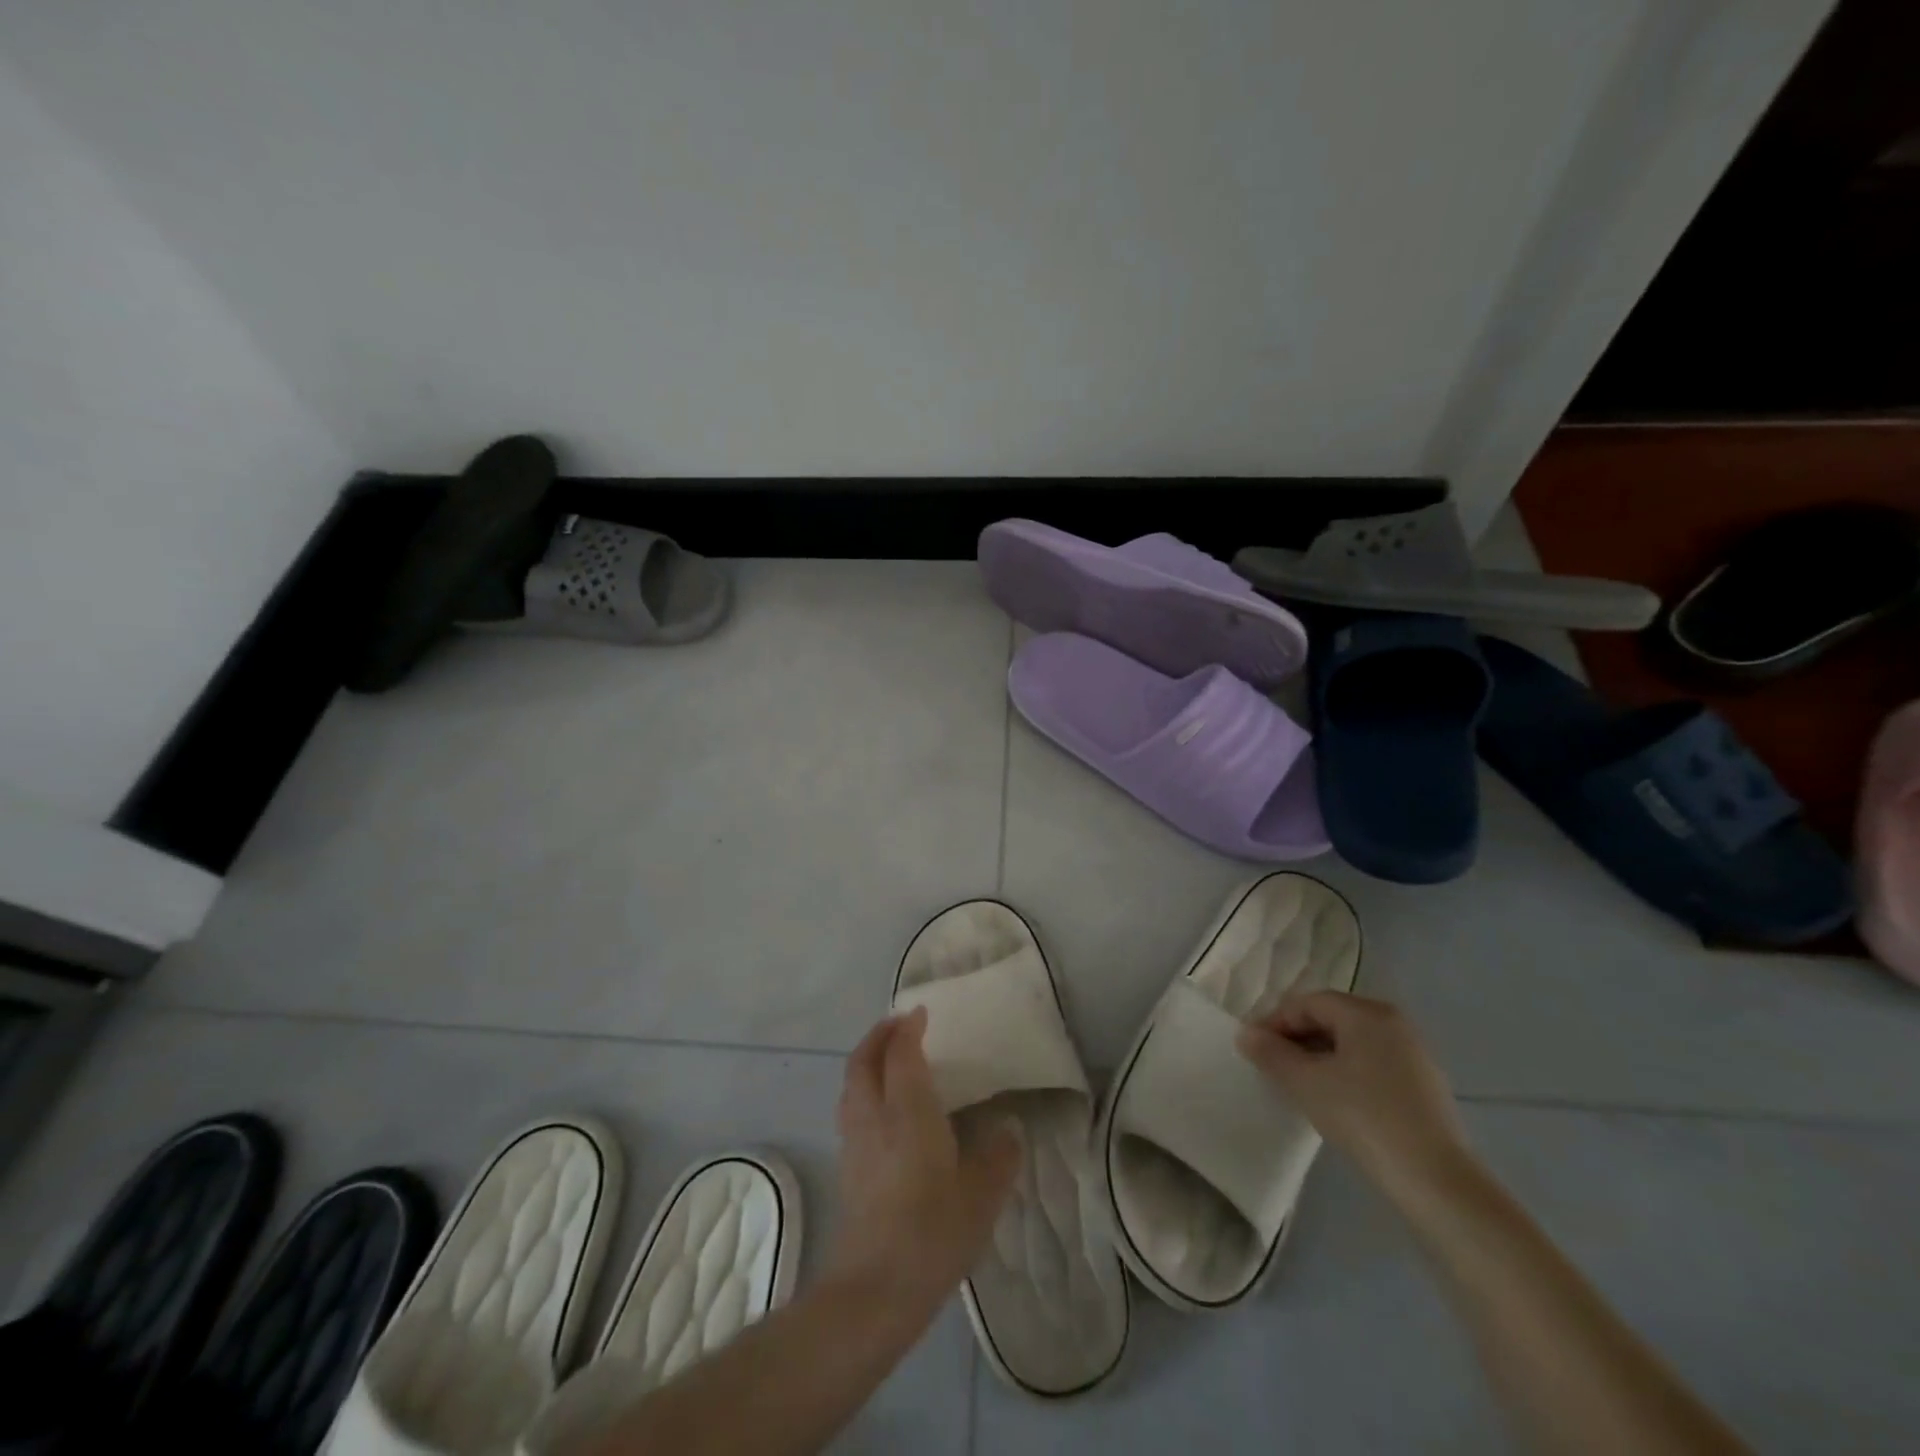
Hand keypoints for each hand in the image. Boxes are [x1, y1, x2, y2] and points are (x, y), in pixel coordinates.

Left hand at [828, 1009, 1020, 1313]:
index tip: (921, 1014)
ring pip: (851, 1084)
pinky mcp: (847, 1167)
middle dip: (878, 1035)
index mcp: (907, 1109)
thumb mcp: (982, 1195)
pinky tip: (883, 1110)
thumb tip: (1010, 1130)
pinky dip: (863, 1090)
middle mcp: (874, 1114)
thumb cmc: (932, 1231)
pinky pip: (851, 1109)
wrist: (875, 1289)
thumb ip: (999, 1156)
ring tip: (888, 1060)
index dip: (908, 1028)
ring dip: (866, 1061)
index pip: (901, 1052)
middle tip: (898, 1025)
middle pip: (863, 1060)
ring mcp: (854, 1141)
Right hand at [1236, 990, 1471, 1205]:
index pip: (1308, 1003)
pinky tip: (1334, 1102)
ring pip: (1352, 1044)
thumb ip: (1271, 1053)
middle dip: (1297, 1039)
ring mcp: (1414, 1055)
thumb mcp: (1306, 1083)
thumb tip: (1245, 1034)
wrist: (1436, 1182)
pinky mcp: (1424, 1086)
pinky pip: (1372, 1065)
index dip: (1275, 1022)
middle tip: (1272, 1066)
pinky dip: (1346, 1073)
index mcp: (1367, 1013)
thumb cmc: (1364, 1117)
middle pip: (1331, 1019)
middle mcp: (1394, 1023)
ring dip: (1319, 1057)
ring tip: (1298, 1085)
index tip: (1254, 1049)